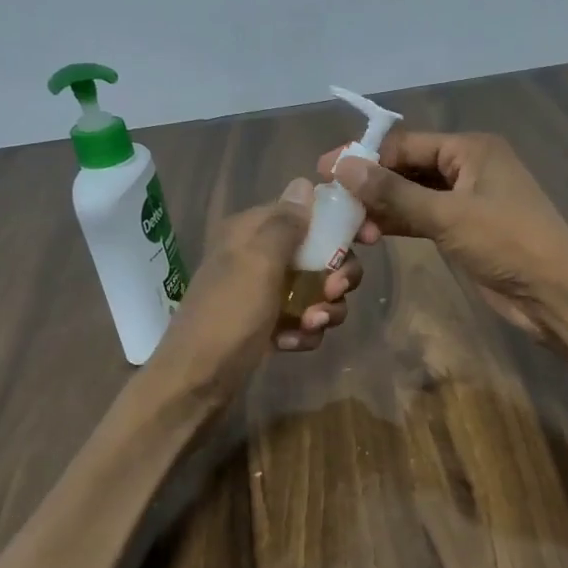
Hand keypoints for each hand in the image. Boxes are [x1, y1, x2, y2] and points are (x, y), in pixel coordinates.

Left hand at [151, 179, 363, 400]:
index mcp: (251, 231)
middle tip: (338, 292)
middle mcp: (258, 256)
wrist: (196, 384)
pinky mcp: (267, 325)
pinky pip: (303, 319)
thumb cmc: (228, 316)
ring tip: (311, 325)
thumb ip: (285, 223)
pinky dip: (303, 331)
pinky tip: (290, 344)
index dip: (341, 222)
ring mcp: (263, 293)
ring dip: (324, 308)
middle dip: (338, 274)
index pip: (307, 211)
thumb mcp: (258, 263)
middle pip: (320, 253)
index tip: (371, 239)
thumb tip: (304, 183)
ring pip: (317, 289)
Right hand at [321, 132, 567, 335]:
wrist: (553, 292)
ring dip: (383, 207)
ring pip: (414, 195)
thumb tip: (343, 166)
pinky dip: (399, 224)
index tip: (325, 170)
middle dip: (372, 184)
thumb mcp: (448, 215)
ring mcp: (467, 200)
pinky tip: (371, 234)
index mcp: (471, 149)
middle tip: (330, 201)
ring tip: (348, 225)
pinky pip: (424, 218)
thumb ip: (394, 193)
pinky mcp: (465, 230)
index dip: (365, 156)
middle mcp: (469, 167)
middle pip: (408, 167)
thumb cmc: (506, 243)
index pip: (406, 143)